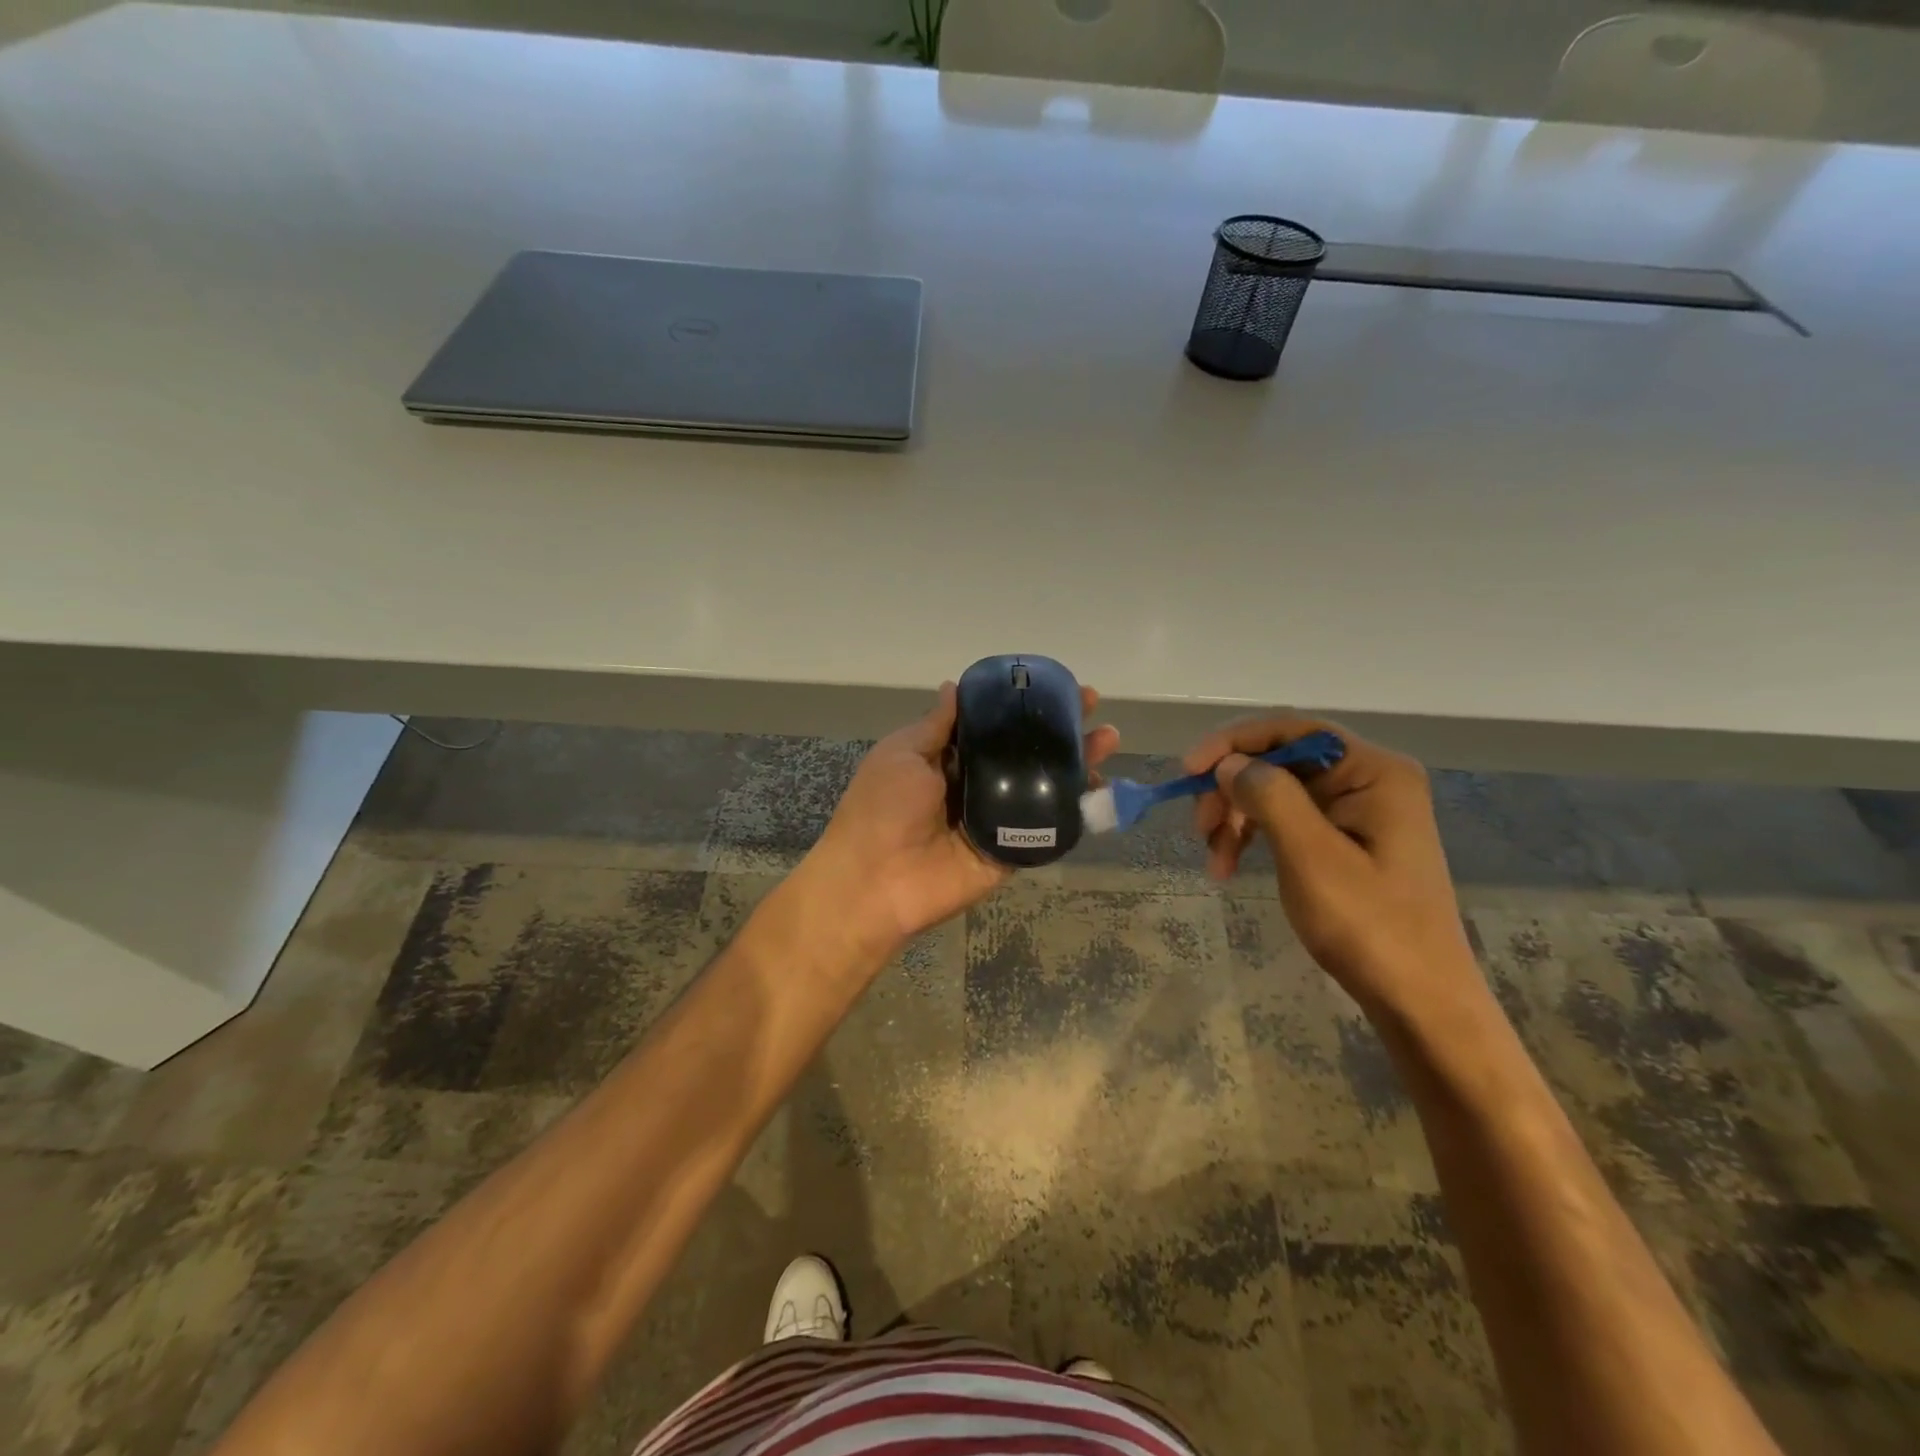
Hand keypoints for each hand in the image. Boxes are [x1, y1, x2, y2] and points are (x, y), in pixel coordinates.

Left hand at [810, 681, 1119, 951]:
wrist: (877, 880)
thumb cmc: (883, 807)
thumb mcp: (903, 752)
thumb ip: (936, 725)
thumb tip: (954, 686)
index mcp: (948, 760)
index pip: (995, 727)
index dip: (1023, 707)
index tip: (1055, 687)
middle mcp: (976, 786)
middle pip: (1026, 754)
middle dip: (1060, 731)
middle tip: (1093, 709)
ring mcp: (996, 819)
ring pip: (1043, 786)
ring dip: (1077, 764)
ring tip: (1107, 740)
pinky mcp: (1010, 851)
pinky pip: (1046, 828)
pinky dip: (1075, 810)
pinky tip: (1100, 788)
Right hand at [1184, 716, 1475, 1014]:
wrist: (1419, 1001)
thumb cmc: (1370, 926)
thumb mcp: (1312, 857)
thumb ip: (1270, 796)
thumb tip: (1229, 763)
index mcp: (1374, 771)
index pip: (1291, 729)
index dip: (1233, 743)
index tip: (1188, 772)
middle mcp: (1368, 779)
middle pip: (1280, 761)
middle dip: (1232, 790)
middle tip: (1200, 830)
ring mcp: (1357, 810)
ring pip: (1275, 791)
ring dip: (1236, 818)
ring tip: (1215, 860)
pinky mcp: (1345, 839)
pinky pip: (1285, 819)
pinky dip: (1253, 836)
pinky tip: (1231, 864)